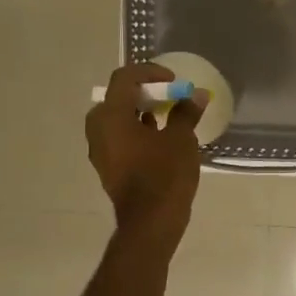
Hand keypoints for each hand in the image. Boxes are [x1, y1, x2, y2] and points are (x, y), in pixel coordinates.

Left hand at [85, 63, 207, 248]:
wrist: (150, 222)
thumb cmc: (165, 175)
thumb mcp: (181, 139)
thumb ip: (186, 112)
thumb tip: (196, 95)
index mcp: (112, 116)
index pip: (125, 78)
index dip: (150, 72)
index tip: (173, 81)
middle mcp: (99, 129)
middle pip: (117, 97)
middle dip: (144, 93)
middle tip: (168, 97)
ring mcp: (100, 150)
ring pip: (117, 119)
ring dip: (140, 112)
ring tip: (168, 117)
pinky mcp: (108, 167)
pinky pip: (119, 138)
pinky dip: (136, 131)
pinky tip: (160, 140)